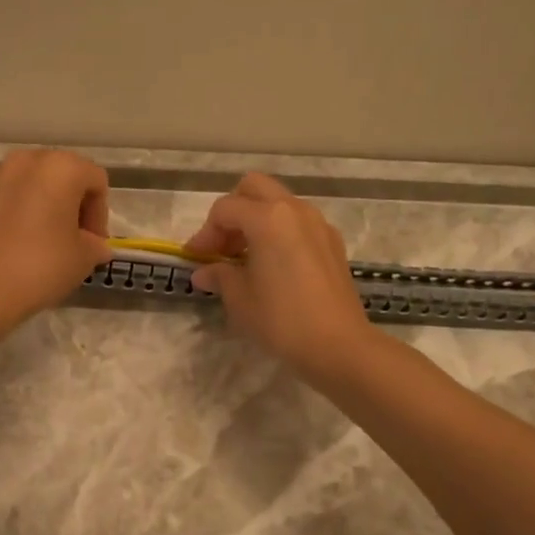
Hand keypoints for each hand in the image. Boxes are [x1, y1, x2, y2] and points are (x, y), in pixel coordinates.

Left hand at [0, 149, 112, 332]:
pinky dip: (12, 212)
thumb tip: (94, 245)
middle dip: (70, 204)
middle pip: (60, 175)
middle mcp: (25, 161)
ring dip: (40, 206)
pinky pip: (1, 197)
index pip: (95, 181)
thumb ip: (95, 245)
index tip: (93, 244)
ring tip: (39, 241)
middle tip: (71, 239)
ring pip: (28, 184)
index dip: (100, 214)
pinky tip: (10, 244)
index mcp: (60, 168)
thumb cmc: (39, 267)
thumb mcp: (83, 259)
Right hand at [185, 174, 372, 378]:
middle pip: (254, 188)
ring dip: (257, 220)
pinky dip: (280, 231)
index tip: (196, 259)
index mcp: (267, 218)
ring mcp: (318, 224)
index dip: (205, 233)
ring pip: (279, 202)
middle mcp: (294, 210)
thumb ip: (220, 275)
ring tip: (245, 257)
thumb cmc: (281, 319)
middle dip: (233, 211)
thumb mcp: (240, 299)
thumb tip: (204, 272)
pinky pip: (298, 222)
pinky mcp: (333, 242)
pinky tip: (274, 265)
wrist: (339, 345)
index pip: (225, 209)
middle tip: (223, 246)